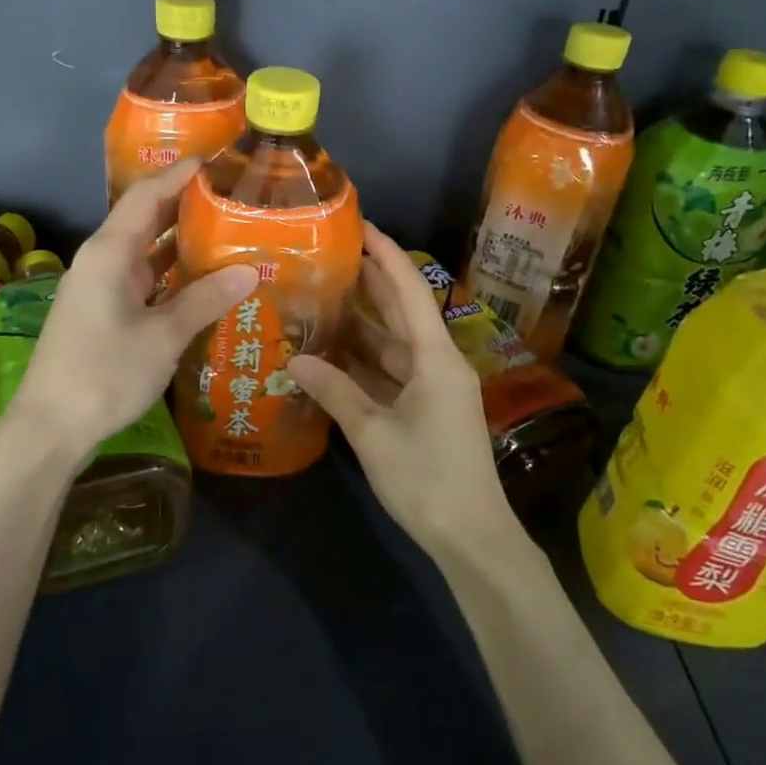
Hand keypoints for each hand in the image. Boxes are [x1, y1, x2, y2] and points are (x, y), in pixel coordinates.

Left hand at [7, 160, 256, 461]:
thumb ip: (205, 299)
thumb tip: (249, 270)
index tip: (219, 160)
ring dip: (180, 241)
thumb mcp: (163, 336)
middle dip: (186, 204)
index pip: (147, 195)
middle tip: (233, 197)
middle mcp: (102, 260)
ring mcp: (99, 286)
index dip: (180, 174)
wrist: (50, 426)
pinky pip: (142, 278)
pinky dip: (170, 273)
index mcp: (110, 252)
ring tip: (227, 232)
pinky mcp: (102, 311)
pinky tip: (201, 279)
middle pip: (145, 218)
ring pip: (145, 250)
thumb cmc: (104, 373)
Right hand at [288, 226, 513, 556]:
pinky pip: (393, 373)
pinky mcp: (427, 409)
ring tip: (324, 298)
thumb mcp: (373, 433)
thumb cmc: (427, 480)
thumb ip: (335, 391)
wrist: (471, 537)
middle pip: (403, 312)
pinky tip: (334, 353)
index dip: (387, 255)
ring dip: (364, 325)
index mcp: (435, 358)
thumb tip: (294, 360)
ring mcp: (434, 388)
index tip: (362, 226)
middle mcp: (438, 363)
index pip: (410, 292)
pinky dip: (366, 361)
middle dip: (372, 282)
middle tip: (332, 257)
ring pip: (395, 344)